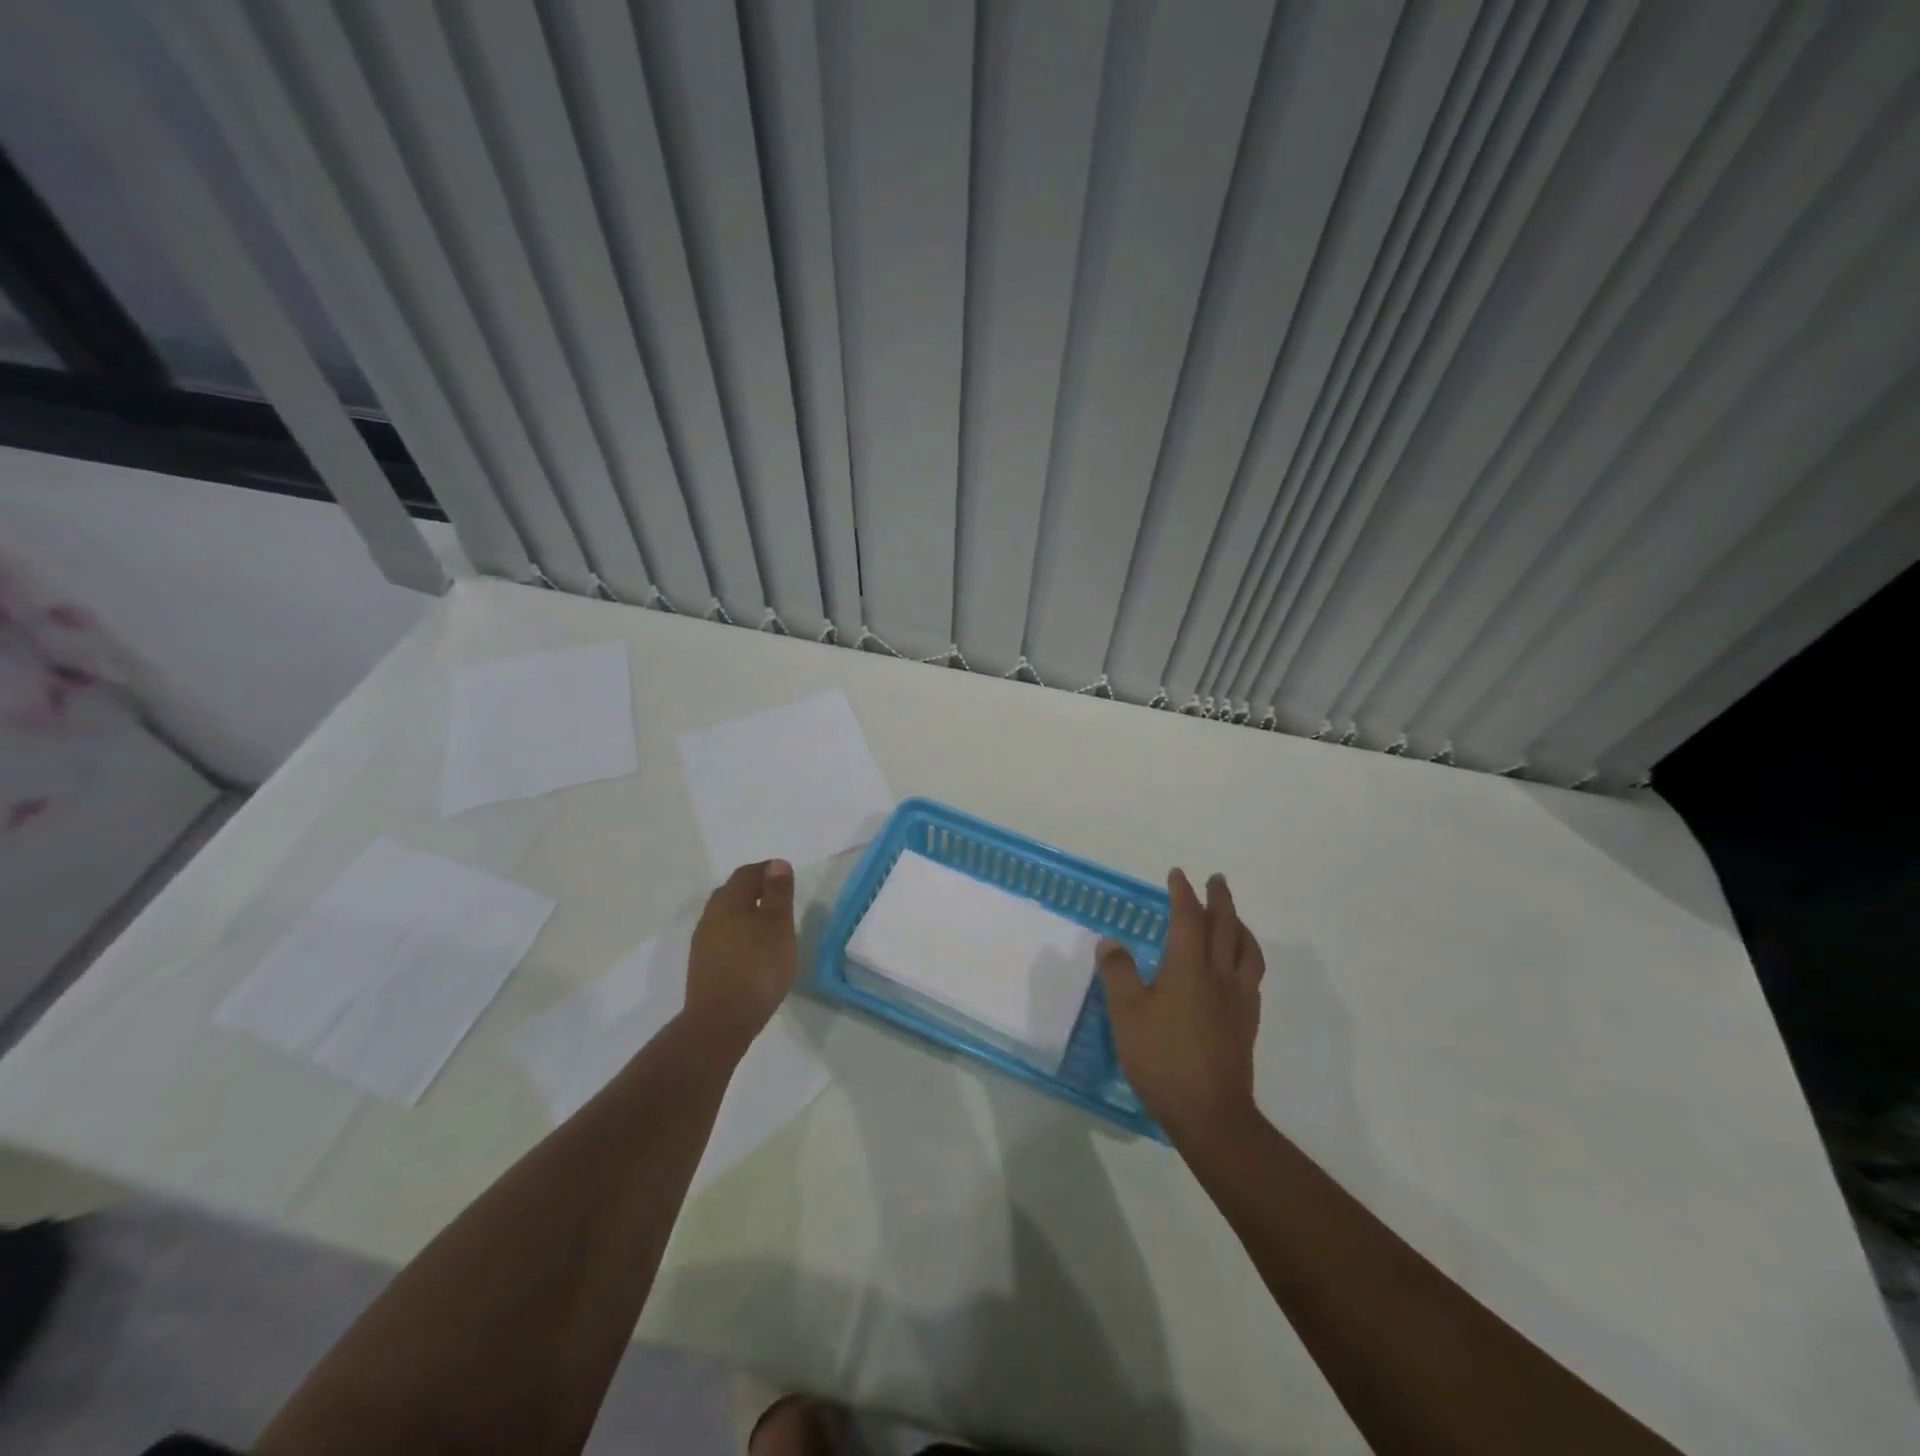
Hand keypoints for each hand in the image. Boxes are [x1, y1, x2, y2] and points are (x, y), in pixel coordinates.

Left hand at [684, 859, 797, 1053]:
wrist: (720, 1022)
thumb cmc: (757, 968)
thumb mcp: (778, 926)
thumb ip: (777, 893)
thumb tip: (776, 863)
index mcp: (729, 901)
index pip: (747, 873)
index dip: (768, 870)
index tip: (787, 877)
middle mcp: (711, 915)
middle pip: (733, 891)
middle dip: (755, 889)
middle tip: (779, 898)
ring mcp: (703, 942)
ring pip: (726, 915)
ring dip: (746, 912)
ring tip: (769, 925)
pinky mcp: (702, 965)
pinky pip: (722, 936)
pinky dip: (739, 933)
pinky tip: (753, 950)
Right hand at [1099, 869, 1263, 1142]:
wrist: (1210, 1112)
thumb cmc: (1162, 1057)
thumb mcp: (1127, 1013)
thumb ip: (1118, 973)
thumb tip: (1110, 941)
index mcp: (1189, 966)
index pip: (1188, 918)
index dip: (1183, 894)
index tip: (1178, 875)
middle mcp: (1219, 974)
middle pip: (1226, 926)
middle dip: (1220, 899)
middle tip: (1217, 880)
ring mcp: (1238, 999)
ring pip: (1246, 950)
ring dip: (1240, 926)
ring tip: (1234, 918)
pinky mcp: (1247, 1023)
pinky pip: (1251, 975)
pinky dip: (1245, 956)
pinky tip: (1237, 967)